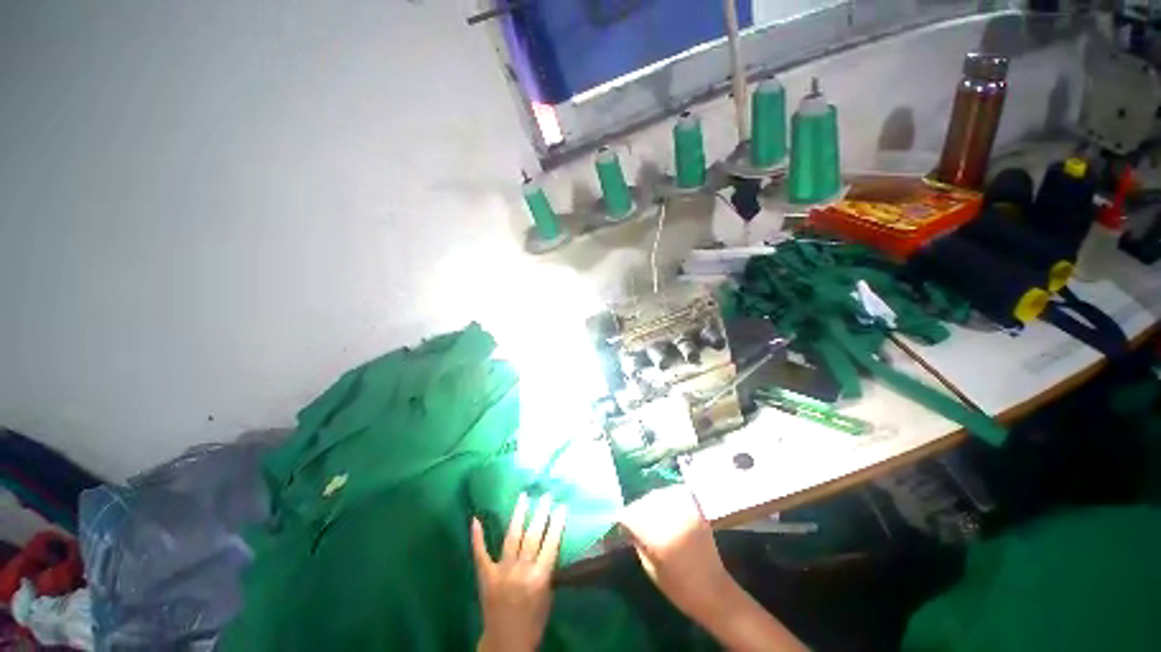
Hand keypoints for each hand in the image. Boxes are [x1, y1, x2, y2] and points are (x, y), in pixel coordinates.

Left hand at [472, 493, 567, 651]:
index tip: (561, 506)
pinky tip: (476, 519)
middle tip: (546, 495)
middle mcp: (521, 571)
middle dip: (541, 513)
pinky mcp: (485, 576)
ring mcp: (501, 572)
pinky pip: (480, 553)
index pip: (551, 543)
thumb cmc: (533, 621)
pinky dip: (477, 537)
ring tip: (523, 496)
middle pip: (532, 536)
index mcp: (539, 578)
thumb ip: (547, 569)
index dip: (557, 523)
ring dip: (518, 515)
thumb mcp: (548, 596)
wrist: (506, 644)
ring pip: (511, 537)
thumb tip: (549, 544)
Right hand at [617, 486, 735, 622]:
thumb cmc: (678, 587)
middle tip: (634, 520)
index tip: (620, 525)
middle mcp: (671, 519)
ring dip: (651, 503)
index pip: (630, 515)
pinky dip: (668, 495)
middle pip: (643, 503)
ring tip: (650, 513)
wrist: (713, 589)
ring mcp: (685, 512)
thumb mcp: (650, 567)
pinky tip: (665, 505)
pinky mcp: (696, 509)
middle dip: (636, 510)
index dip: (623, 520)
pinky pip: (676, 492)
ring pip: (658, 495)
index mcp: (658, 538)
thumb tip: (627, 523)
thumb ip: (638, 540)